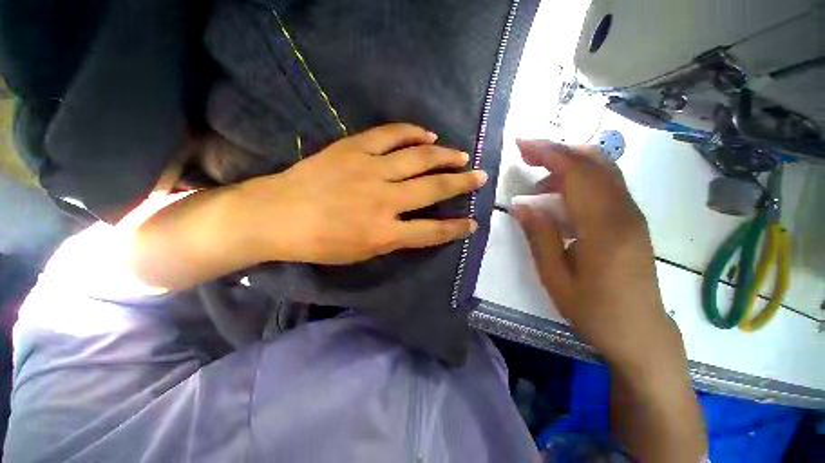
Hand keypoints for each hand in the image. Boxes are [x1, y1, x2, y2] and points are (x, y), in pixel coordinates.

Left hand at [235, 124, 485, 264]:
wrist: (277, 215)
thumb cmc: (320, 243)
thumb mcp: (362, 252)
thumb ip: (394, 238)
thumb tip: (417, 226)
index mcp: (384, 233)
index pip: (432, 232)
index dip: (456, 229)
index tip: (473, 223)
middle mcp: (384, 200)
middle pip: (434, 189)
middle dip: (462, 183)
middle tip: (480, 177)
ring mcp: (370, 170)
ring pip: (419, 158)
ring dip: (445, 156)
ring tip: (461, 155)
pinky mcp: (355, 149)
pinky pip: (391, 135)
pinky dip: (413, 133)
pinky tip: (428, 134)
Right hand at [512, 140, 682, 370]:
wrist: (641, 333)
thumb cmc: (594, 311)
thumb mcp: (555, 278)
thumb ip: (540, 237)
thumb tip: (521, 206)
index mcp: (603, 229)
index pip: (576, 174)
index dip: (548, 153)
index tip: (522, 144)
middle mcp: (624, 213)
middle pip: (594, 163)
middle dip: (557, 150)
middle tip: (526, 152)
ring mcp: (632, 215)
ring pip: (604, 170)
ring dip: (569, 162)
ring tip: (538, 176)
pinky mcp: (632, 221)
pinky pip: (607, 185)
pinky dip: (581, 177)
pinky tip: (560, 194)